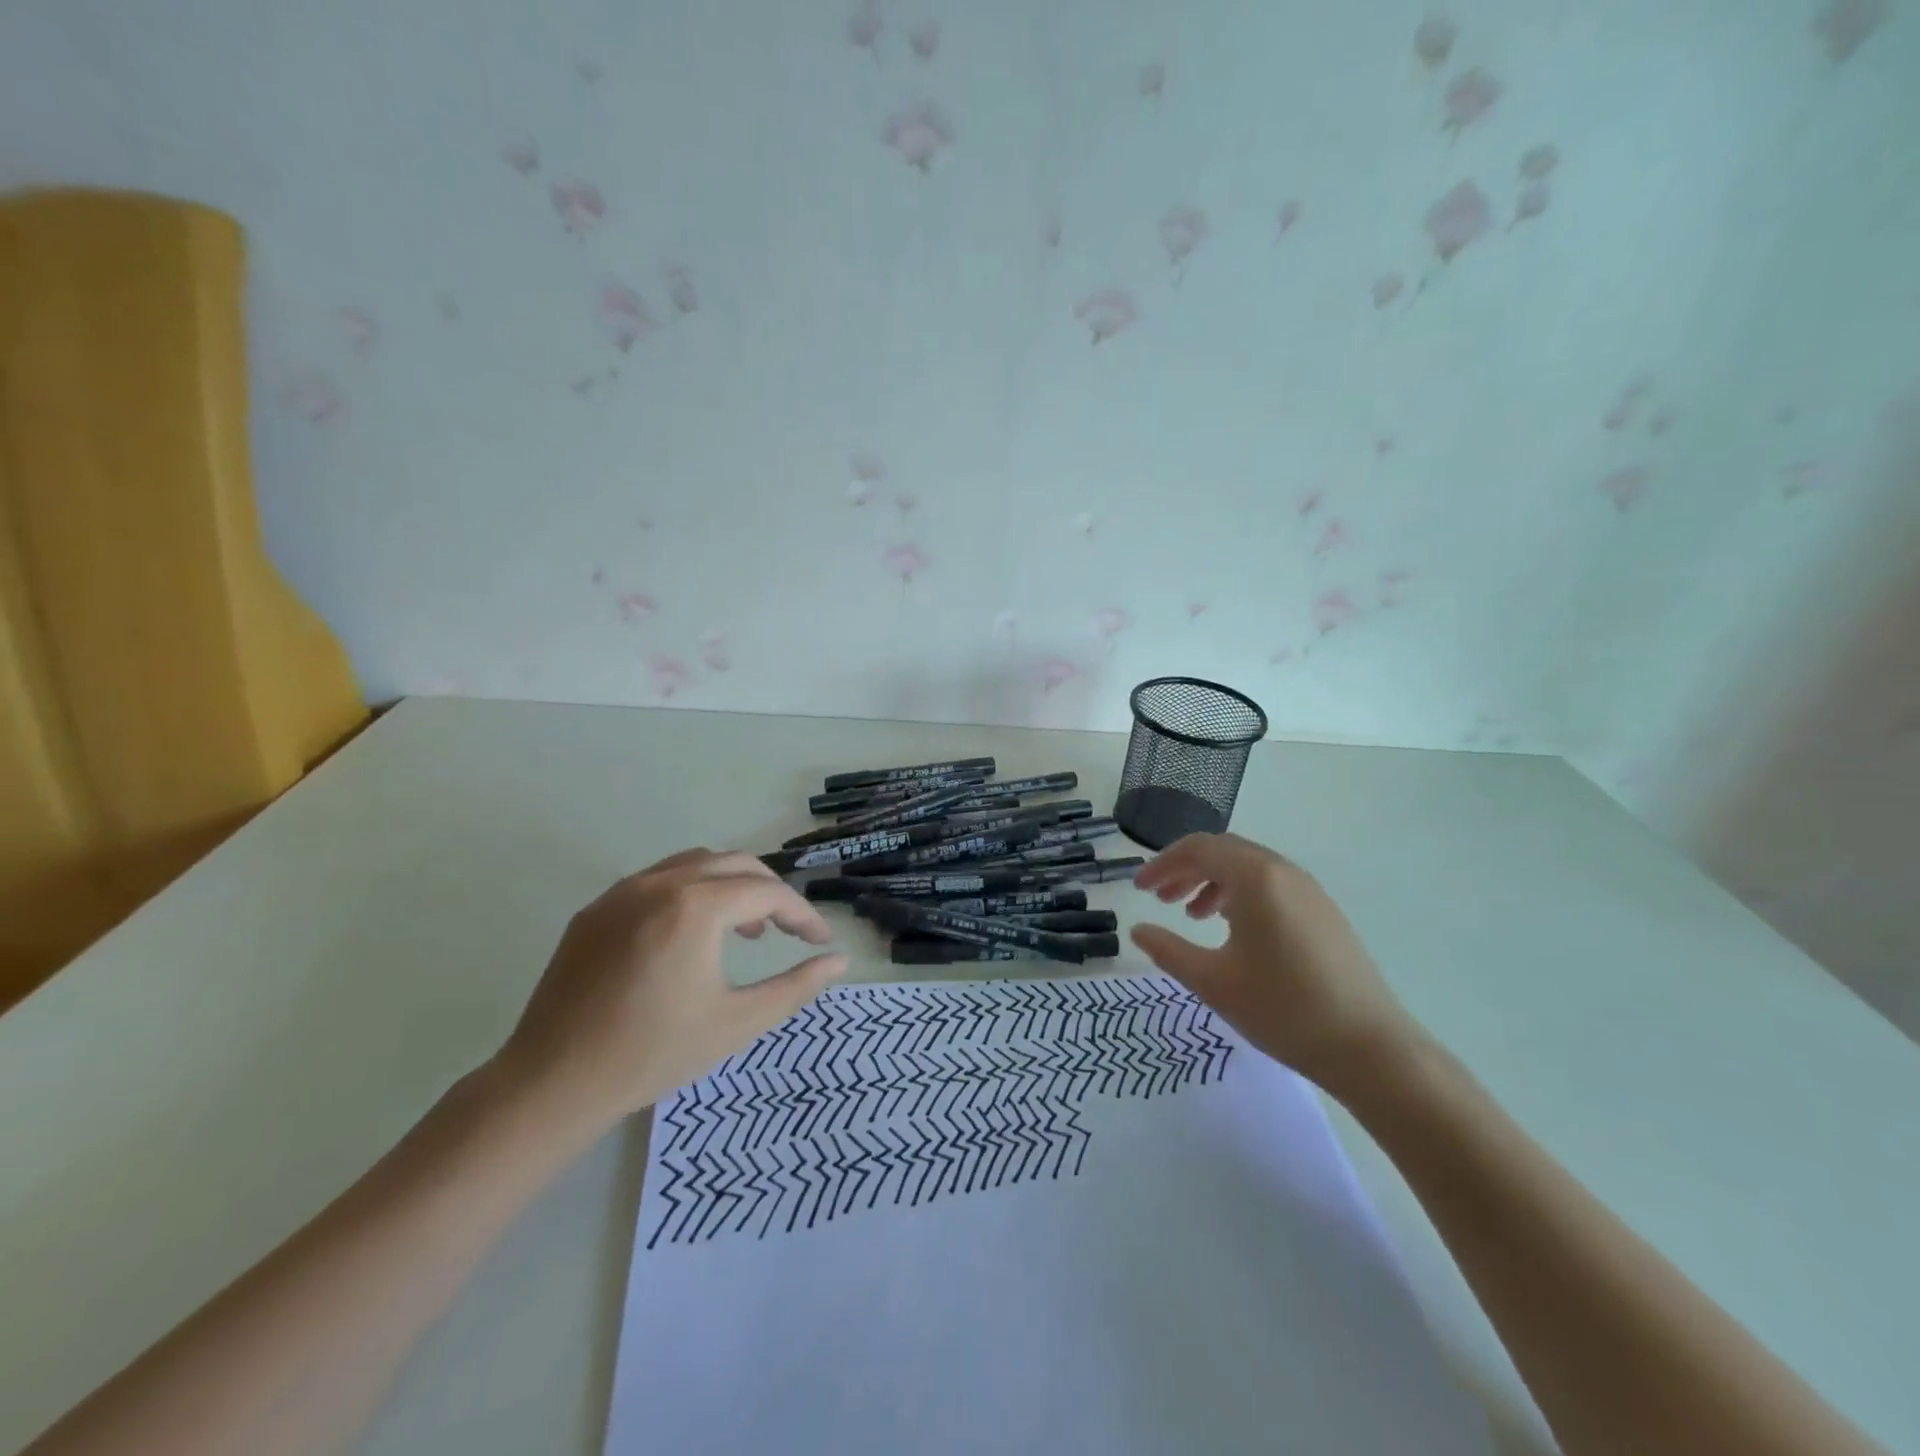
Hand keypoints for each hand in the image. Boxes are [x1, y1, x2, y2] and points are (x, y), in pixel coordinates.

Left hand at [497, 849, 847, 1133]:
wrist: (552, 1083)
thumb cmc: (653, 1054)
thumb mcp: (737, 1023)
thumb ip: (796, 987)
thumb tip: (839, 961)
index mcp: (696, 906)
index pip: (767, 892)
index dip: (801, 914)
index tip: (819, 941)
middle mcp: (660, 883)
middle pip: (735, 864)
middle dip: (769, 891)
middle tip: (785, 931)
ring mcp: (621, 892)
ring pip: (694, 864)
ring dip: (729, 886)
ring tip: (742, 931)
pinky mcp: (595, 910)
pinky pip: (656, 881)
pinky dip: (689, 892)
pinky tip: (687, 936)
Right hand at [1132, 833, 1418, 1091]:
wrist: (1370, 1049)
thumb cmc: (1282, 1009)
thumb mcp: (1212, 981)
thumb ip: (1168, 950)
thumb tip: (1138, 930)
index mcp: (1256, 877)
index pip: (1198, 848)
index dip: (1162, 864)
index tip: (1139, 889)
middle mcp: (1284, 872)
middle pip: (1224, 852)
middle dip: (1186, 870)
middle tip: (1159, 899)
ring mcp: (1310, 891)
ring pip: (1249, 868)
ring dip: (1213, 882)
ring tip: (1191, 915)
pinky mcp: (1324, 913)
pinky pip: (1272, 886)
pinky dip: (1242, 895)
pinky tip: (1233, 931)